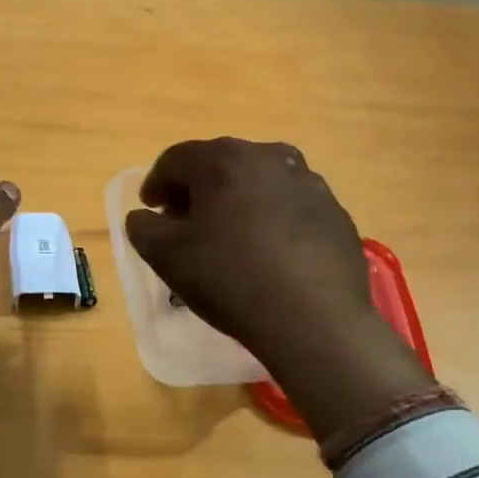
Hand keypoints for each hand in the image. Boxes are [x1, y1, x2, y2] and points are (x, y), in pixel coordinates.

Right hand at [124, 138, 430, 442]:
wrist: (315, 320)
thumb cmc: (229, 278)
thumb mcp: (166, 256)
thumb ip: (143, 227)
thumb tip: (144, 217)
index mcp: (223, 159)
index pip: (175, 160)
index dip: (156, 183)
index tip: (150, 208)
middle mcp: (268, 157)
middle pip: (220, 165)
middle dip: (197, 190)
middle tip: (184, 221)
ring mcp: (308, 182)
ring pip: (258, 182)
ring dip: (237, 201)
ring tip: (228, 236)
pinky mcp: (335, 212)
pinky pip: (290, 206)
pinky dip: (271, 219)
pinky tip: (267, 253)